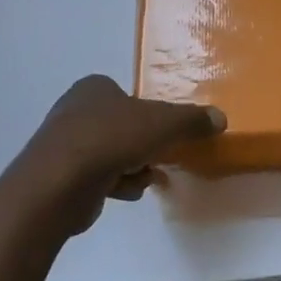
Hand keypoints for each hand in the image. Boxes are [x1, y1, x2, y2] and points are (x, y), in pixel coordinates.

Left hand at [10, 75, 225, 232]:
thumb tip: (220, 118)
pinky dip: (114, 184)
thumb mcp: (162, 124)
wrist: (59, 184)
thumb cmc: (111, 139)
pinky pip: (97, 177)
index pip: (128, 96)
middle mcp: (75, 110)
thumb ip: (191, 120)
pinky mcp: (60, 176)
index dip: (149, 115)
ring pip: (112, 153)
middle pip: (122, 127)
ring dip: (132, 167)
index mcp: (94, 88)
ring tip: (142, 178)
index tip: (164, 134)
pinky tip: (123, 192)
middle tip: (158, 157)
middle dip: (142, 146)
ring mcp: (64, 144)